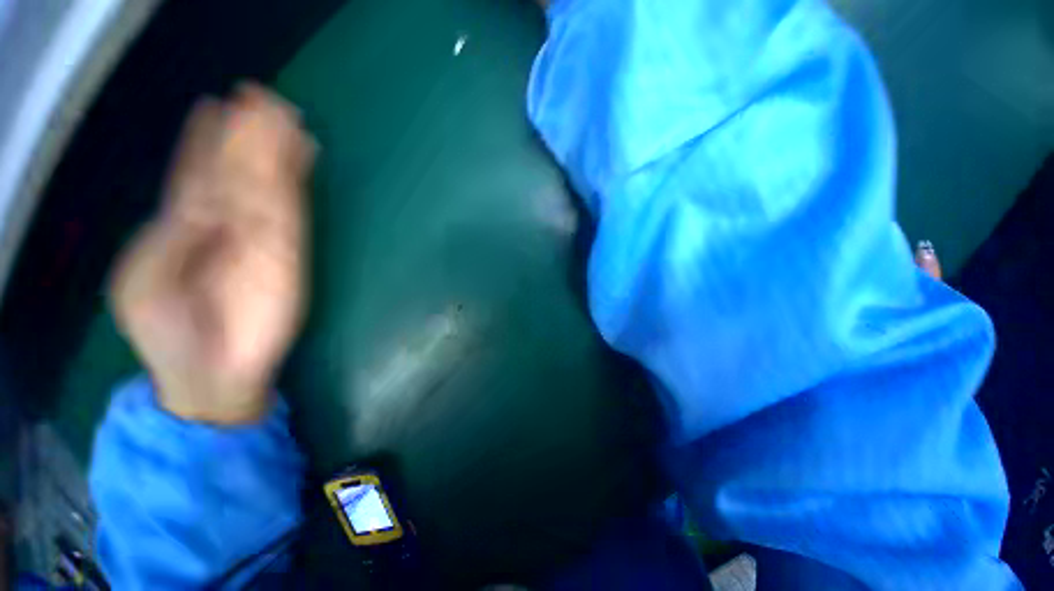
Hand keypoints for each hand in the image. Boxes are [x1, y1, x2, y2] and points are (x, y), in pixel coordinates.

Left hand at [111, 84, 315, 423]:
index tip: (218, 104)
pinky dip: (297, 182)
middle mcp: (226, 222)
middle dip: (250, 134)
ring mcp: (263, 236)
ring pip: (270, 183)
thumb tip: (202, 201)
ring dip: (278, 150)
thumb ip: (167, 238)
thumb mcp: (141, 281)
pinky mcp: (292, 252)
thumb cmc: (166, 333)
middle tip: (263, 96)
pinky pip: (293, 210)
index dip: (207, 139)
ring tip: (286, 115)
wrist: (211, 374)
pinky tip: (303, 156)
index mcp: (184, 225)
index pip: (198, 173)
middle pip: (239, 169)